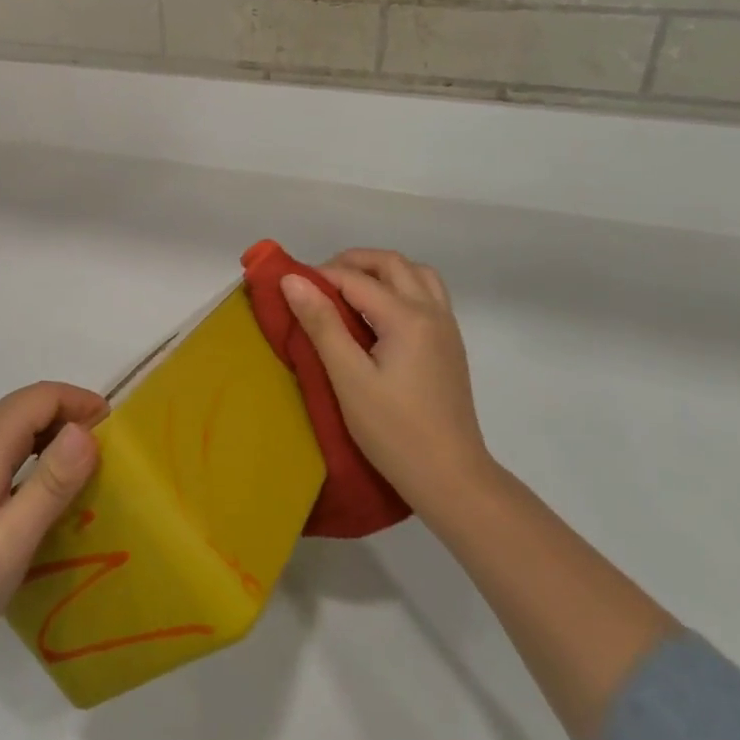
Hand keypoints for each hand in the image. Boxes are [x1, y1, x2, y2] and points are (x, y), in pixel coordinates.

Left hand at [0, 382, 105, 672]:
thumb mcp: (14, 536)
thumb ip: (52, 482)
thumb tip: (86, 429)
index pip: (41, 396)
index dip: (80, 401)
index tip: (116, 430)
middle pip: (28, 406)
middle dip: (71, 414)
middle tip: (109, 451)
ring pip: (17, 428)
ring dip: (54, 435)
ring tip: (87, 469)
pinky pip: (7, 452)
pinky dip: (37, 456)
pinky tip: (49, 492)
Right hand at [281, 249, 493, 513]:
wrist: (451, 477)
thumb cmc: (393, 431)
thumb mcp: (349, 378)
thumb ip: (322, 324)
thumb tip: (293, 280)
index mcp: (407, 318)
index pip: (355, 279)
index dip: (319, 276)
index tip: (288, 285)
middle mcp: (432, 312)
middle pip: (391, 263)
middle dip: (352, 262)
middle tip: (317, 282)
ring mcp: (446, 327)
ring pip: (415, 274)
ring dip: (381, 271)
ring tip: (349, 292)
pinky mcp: (450, 344)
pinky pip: (426, 294)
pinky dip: (400, 287)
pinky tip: (378, 316)